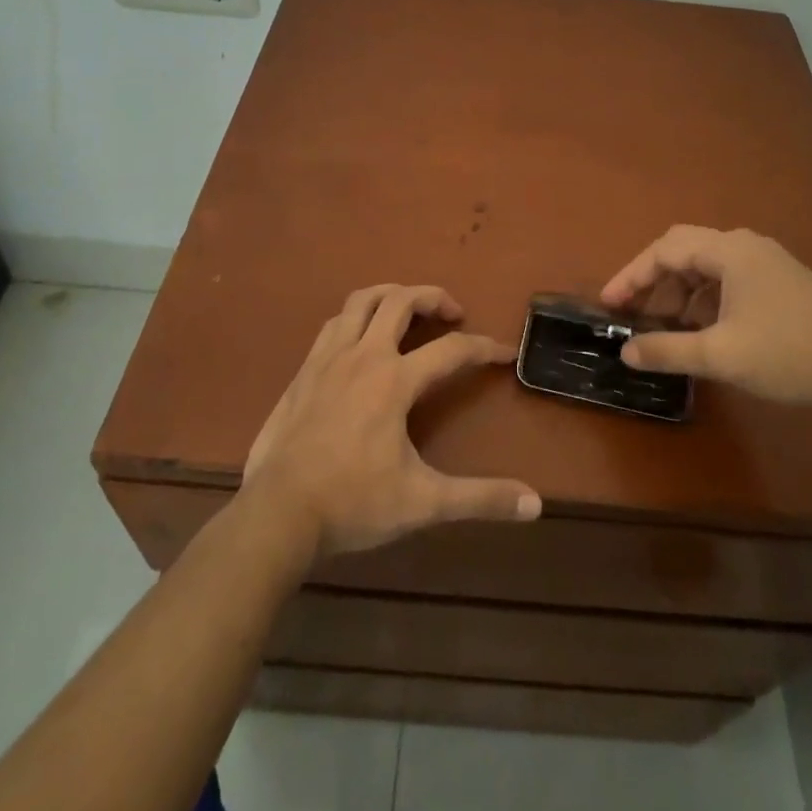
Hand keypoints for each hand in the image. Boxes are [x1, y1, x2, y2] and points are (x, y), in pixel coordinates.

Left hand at [241, 284, 541, 557]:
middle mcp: (363, 356)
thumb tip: (535, 504)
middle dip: (433, 297)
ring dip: (390, 295)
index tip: (504, 353)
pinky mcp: (303, 372)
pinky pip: (333, 324)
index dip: (483, 348)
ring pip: (361, 301)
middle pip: (401, 301)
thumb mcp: (423, 503)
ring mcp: (327, 359)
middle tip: (452, 313)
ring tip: (407, 308)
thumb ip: (480, 499)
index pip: (452, 350)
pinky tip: (360, 338)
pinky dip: (356, 318)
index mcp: (394, 380)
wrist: (276, 514)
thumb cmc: (353, 503)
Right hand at [599, 226, 811, 409]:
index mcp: (730, 251)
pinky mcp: (783, 282)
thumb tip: (626, 351)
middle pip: (685, 249)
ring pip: (709, 266)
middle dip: (655, 279)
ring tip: (668, 326)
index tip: (609, 305)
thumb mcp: (721, 355)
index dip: (632, 276)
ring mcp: (769, 262)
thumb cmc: (790, 354)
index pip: (665, 250)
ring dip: (681, 291)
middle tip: (634, 311)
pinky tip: (706, 330)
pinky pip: (730, 279)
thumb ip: (668, 350)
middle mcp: (747, 246)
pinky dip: (706, 299)